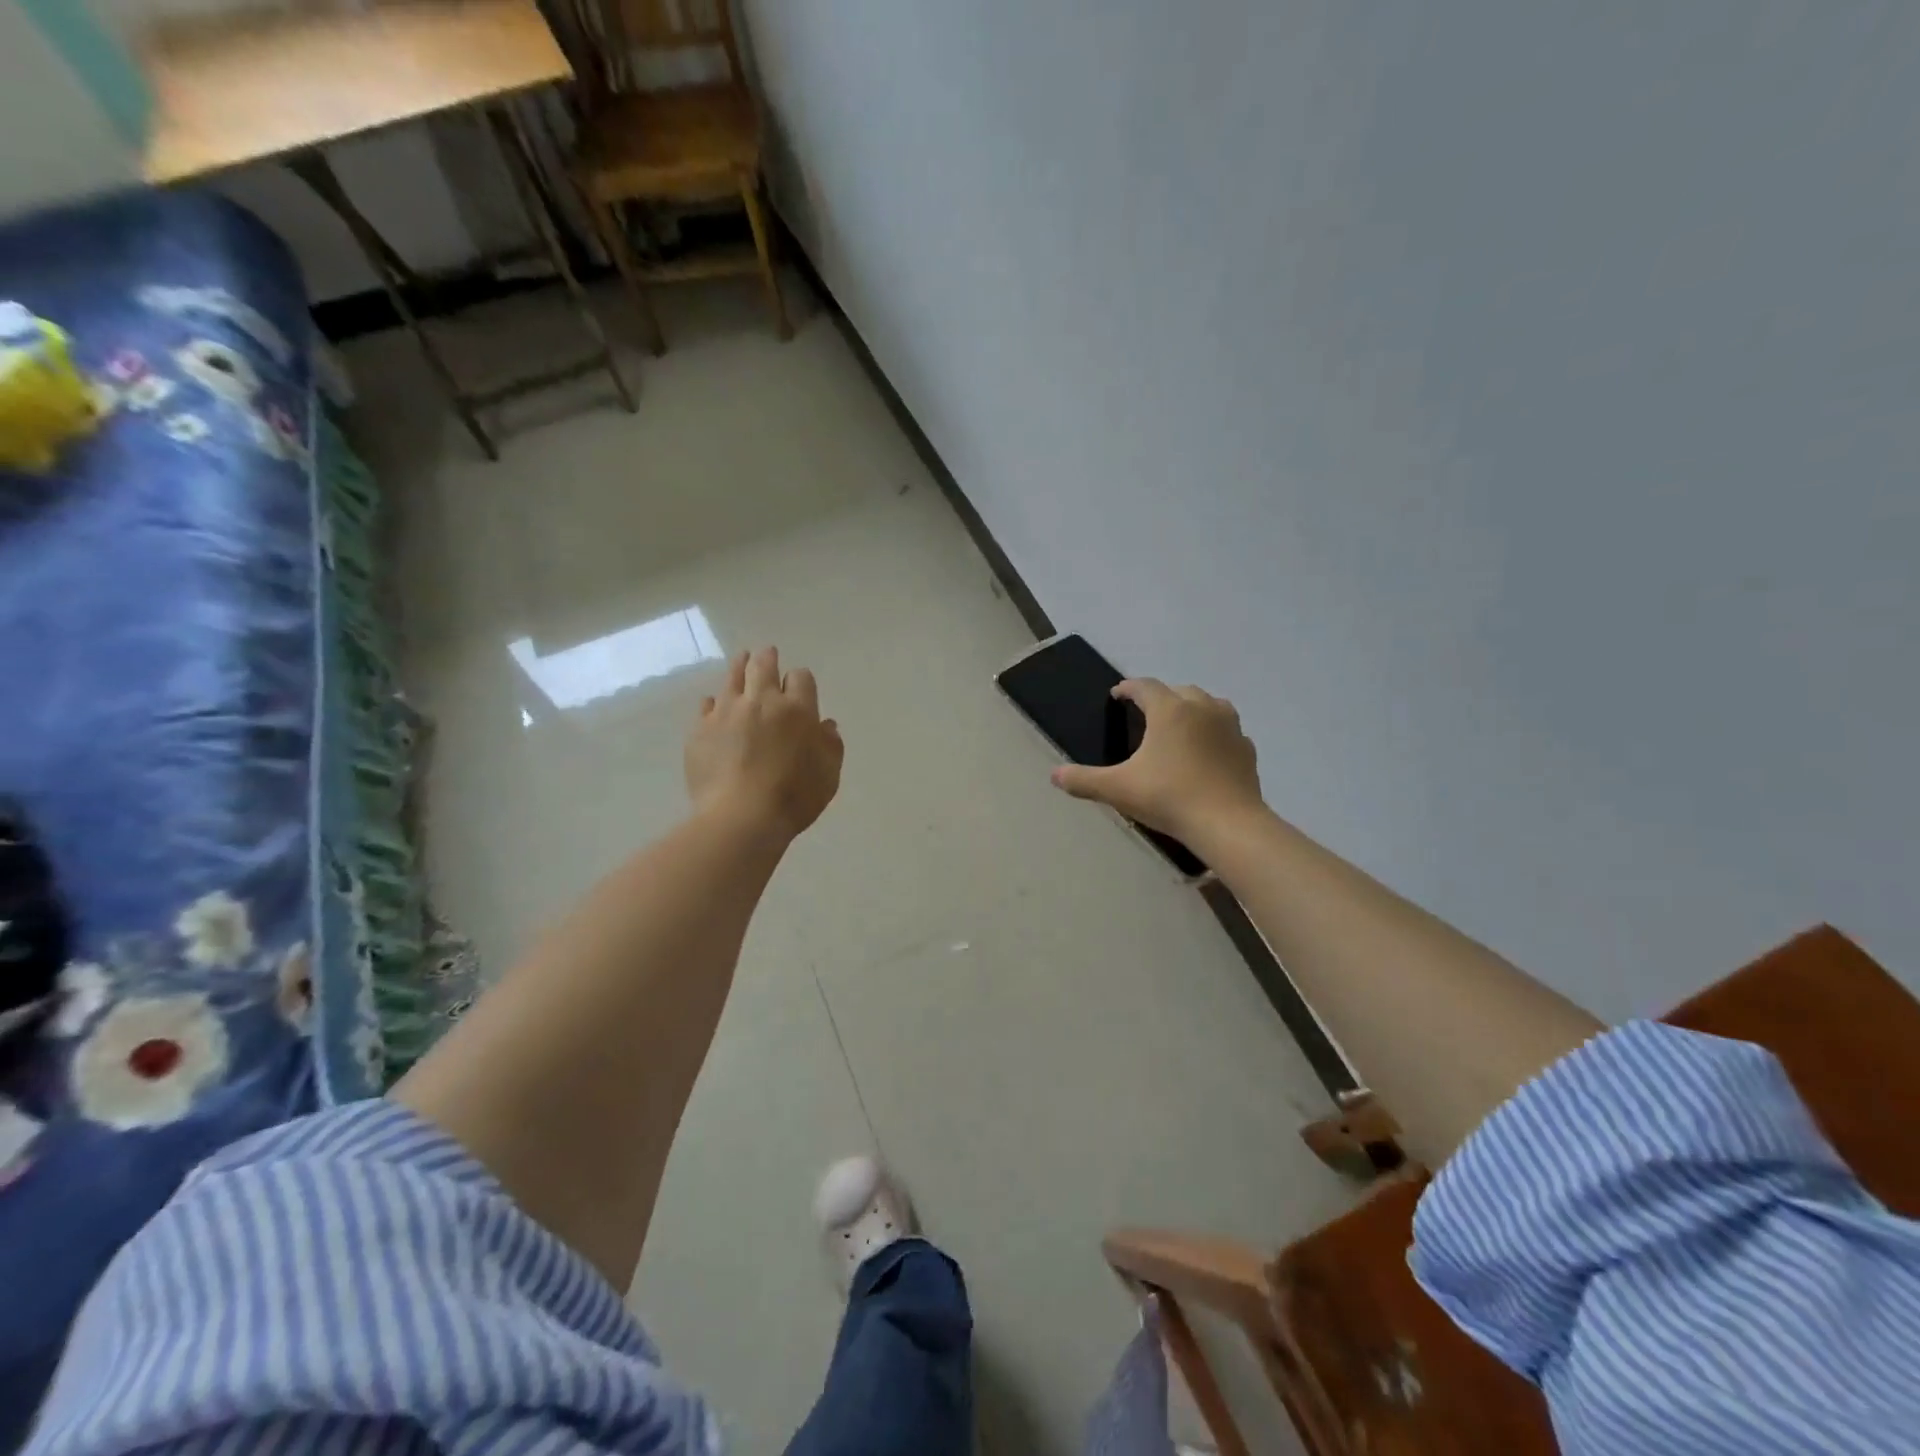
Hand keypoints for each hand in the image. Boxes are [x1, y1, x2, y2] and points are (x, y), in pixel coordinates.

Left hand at [686, 647, 843, 838]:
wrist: (741, 817)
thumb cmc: (794, 797)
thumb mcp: (828, 775)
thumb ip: (830, 746)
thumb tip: (825, 726)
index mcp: (797, 709)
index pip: (801, 678)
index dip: (801, 680)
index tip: (799, 687)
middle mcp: (761, 702)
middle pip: (763, 667)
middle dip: (767, 658)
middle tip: (767, 653)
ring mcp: (727, 713)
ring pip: (732, 678)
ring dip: (739, 666)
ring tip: (742, 660)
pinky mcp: (700, 730)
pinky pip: (707, 706)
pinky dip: (714, 702)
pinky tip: (715, 705)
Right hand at [1049, 678, 1262, 840]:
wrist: (1228, 824)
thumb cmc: (1169, 798)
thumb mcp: (1118, 789)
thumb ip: (1084, 780)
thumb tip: (1055, 776)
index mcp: (1169, 710)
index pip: (1144, 687)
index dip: (1128, 688)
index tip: (1117, 695)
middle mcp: (1202, 708)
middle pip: (1178, 691)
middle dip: (1160, 697)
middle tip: (1145, 714)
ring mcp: (1230, 726)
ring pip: (1208, 704)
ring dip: (1191, 709)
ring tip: (1178, 727)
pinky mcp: (1246, 748)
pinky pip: (1227, 731)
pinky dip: (1214, 734)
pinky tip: (1207, 753)